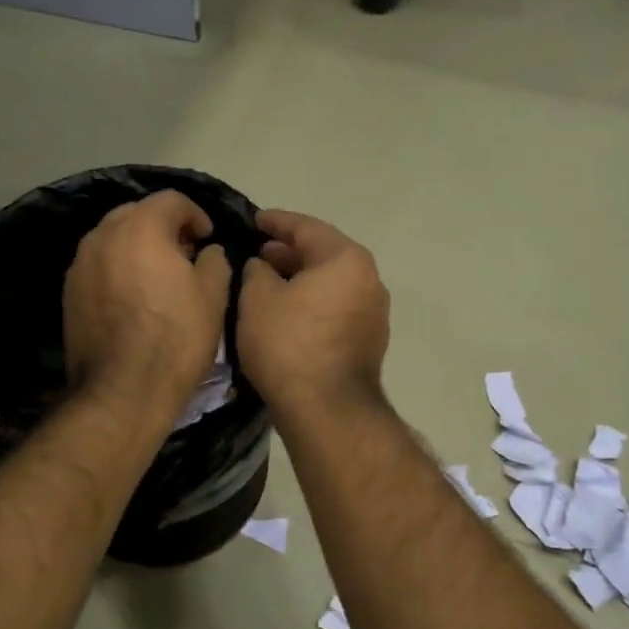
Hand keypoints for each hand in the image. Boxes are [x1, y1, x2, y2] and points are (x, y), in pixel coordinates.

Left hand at [63, 191, 231, 418]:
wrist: (122, 391)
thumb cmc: (176, 338)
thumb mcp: (214, 296)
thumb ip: (215, 261)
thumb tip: (207, 252)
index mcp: (141, 228)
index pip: (172, 200)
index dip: (195, 214)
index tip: (207, 238)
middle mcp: (103, 236)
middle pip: (136, 213)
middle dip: (163, 226)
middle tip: (184, 253)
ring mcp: (80, 264)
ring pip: (113, 238)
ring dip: (138, 246)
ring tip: (158, 275)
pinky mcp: (69, 292)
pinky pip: (99, 265)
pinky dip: (118, 268)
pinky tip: (134, 296)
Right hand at [237, 209, 389, 415]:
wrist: (326, 409)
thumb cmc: (288, 344)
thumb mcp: (257, 298)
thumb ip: (256, 270)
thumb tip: (263, 265)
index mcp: (346, 259)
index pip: (306, 228)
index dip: (276, 222)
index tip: (254, 220)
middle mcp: (369, 280)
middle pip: (324, 254)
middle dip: (289, 253)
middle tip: (258, 254)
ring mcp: (374, 313)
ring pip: (331, 283)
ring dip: (301, 280)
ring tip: (268, 284)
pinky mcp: (369, 342)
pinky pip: (336, 308)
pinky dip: (313, 303)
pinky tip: (288, 313)